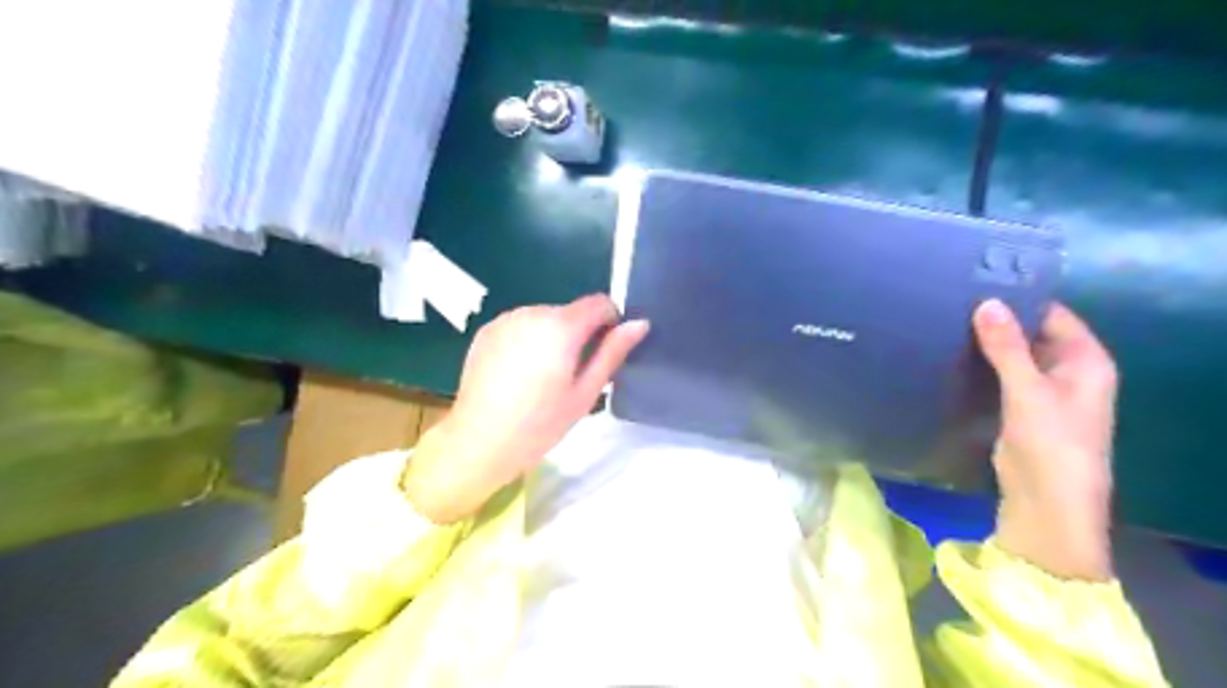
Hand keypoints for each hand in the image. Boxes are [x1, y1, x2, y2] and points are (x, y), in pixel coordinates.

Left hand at [402, 292, 650, 523]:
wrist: (479, 440)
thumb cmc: (540, 423)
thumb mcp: (585, 392)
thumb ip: (612, 353)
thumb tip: (640, 323)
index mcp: (561, 326)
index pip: (599, 303)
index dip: (610, 321)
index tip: (605, 351)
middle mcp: (533, 311)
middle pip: (570, 312)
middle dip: (579, 334)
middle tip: (573, 375)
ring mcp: (506, 319)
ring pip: (545, 318)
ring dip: (552, 337)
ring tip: (543, 377)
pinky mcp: (487, 330)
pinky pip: (521, 326)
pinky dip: (528, 340)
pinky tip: (519, 373)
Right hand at [973, 302, 1118, 579]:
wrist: (1046, 504)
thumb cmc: (1051, 444)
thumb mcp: (1028, 391)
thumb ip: (1007, 347)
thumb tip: (986, 303)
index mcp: (1086, 361)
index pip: (1053, 315)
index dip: (1020, 299)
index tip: (979, 282)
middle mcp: (1068, 371)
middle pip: (1032, 333)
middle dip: (998, 320)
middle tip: (953, 300)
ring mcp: (1043, 391)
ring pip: (1013, 355)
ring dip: (987, 343)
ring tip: (946, 321)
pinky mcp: (1020, 409)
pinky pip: (1001, 376)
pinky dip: (982, 365)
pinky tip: (952, 355)